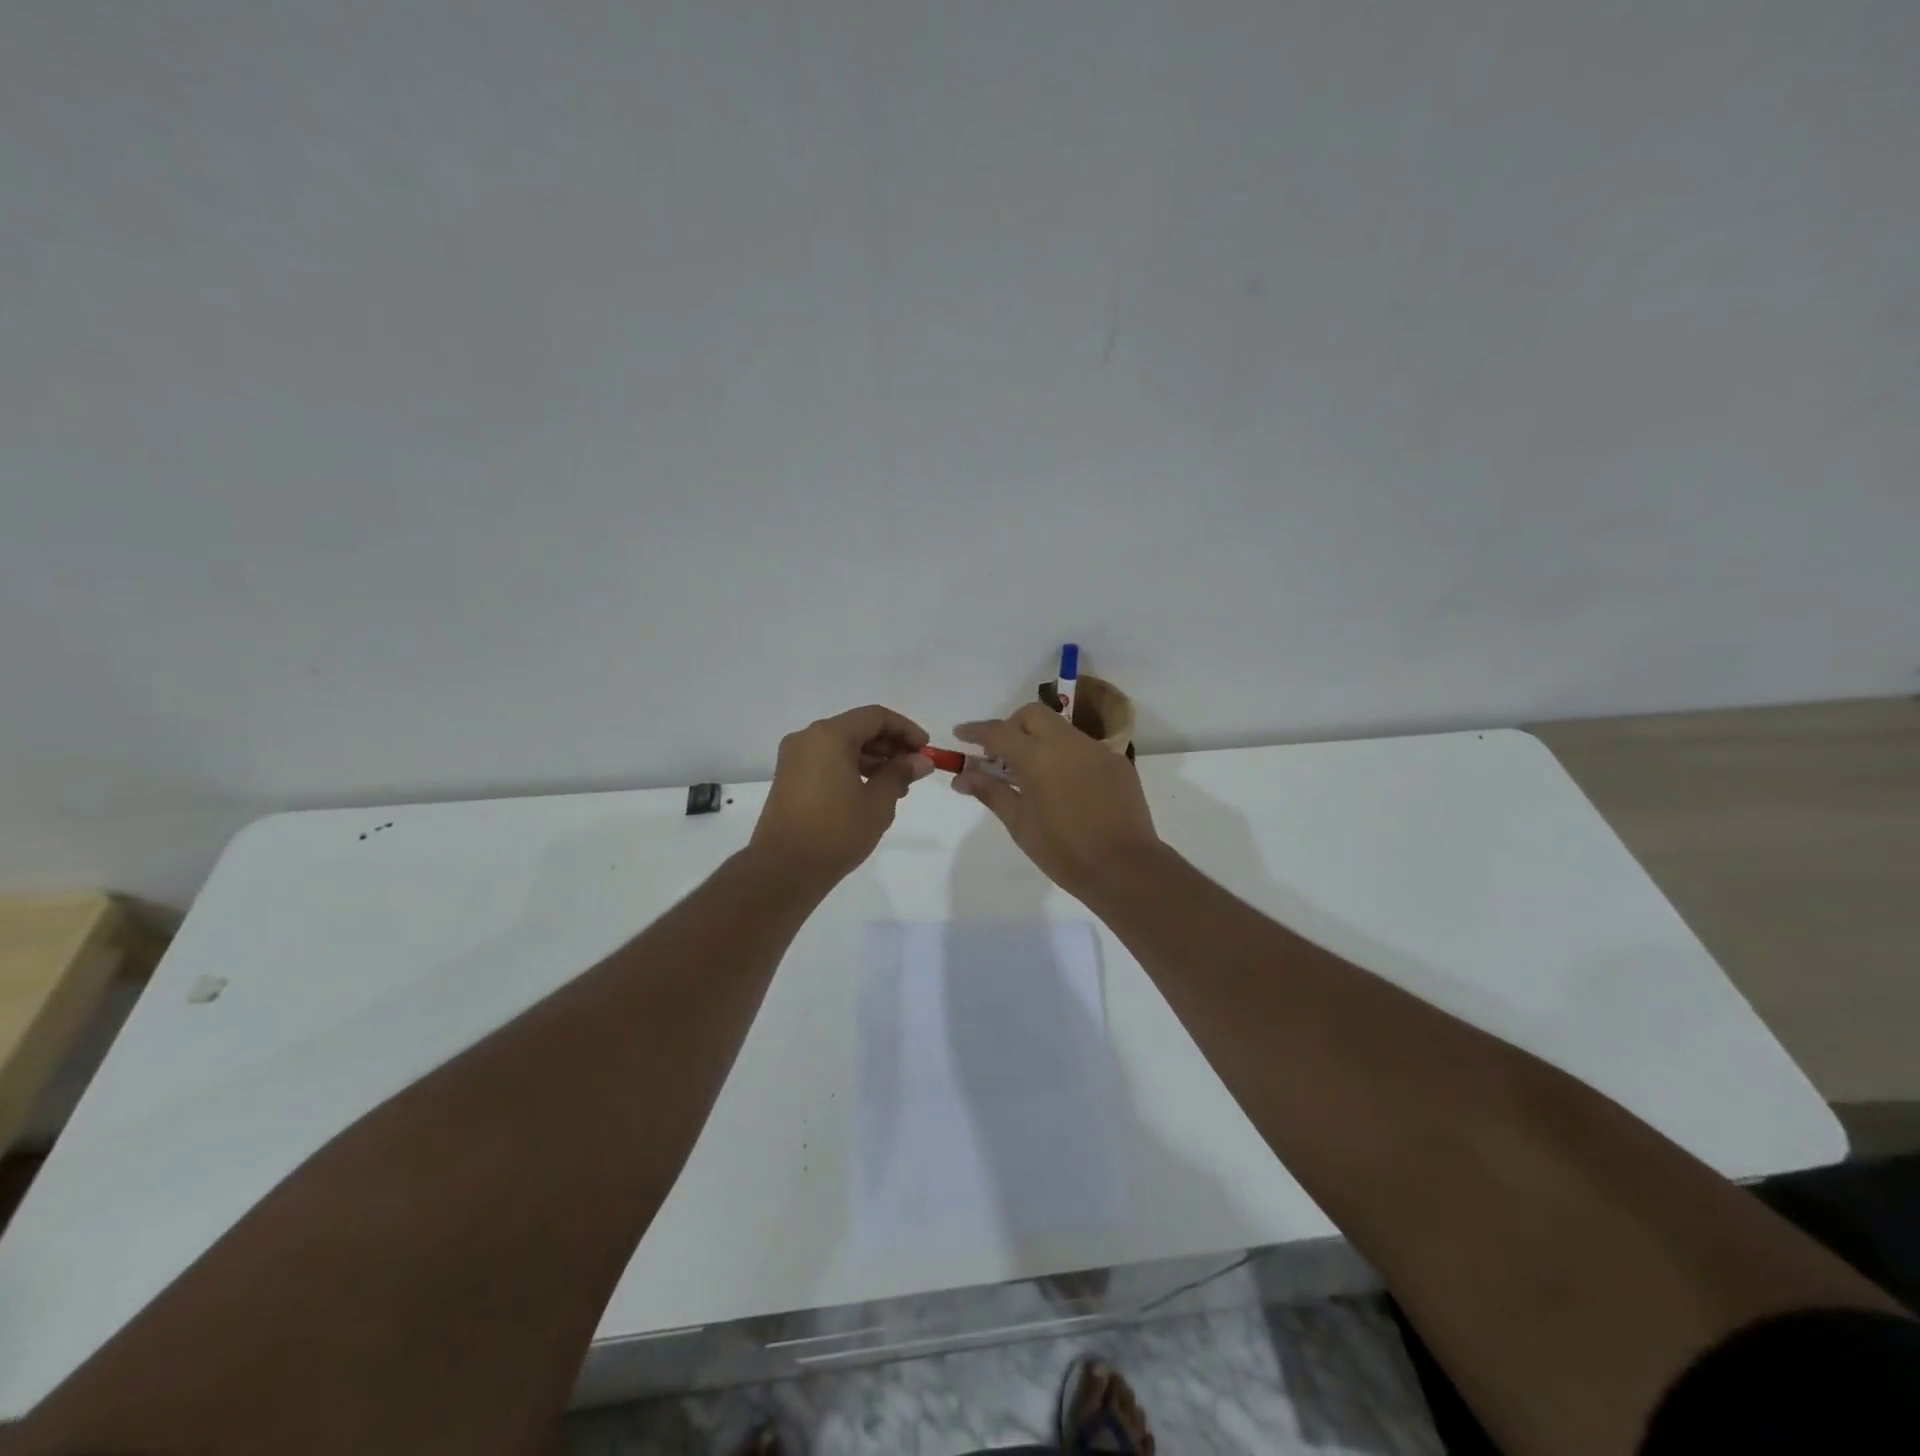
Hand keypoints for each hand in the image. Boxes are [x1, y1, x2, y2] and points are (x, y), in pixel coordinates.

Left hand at [750, 705, 932, 881]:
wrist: (783, 869)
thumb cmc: (836, 832)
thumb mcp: (878, 802)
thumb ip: (900, 774)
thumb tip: (921, 760)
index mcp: (829, 735)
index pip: (875, 717)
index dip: (906, 729)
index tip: (926, 750)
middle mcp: (808, 737)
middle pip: (857, 728)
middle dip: (889, 745)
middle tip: (914, 770)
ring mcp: (794, 757)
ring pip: (842, 745)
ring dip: (872, 759)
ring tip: (897, 786)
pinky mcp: (789, 777)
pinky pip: (827, 760)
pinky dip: (851, 767)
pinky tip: (870, 791)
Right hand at [953, 703, 1162, 900]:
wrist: (1126, 868)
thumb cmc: (1065, 852)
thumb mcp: (1020, 824)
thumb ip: (991, 792)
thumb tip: (962, 776)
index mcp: (1040, 758)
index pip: (999, 732)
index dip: (976, 731)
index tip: (960, 734)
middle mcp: (1069, 743)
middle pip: (1032, 715)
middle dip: (1011, 726)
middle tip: (1000, 756)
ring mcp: (1098, 750)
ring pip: (1060, 728)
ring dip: (1040, 740)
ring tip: (1032, 775)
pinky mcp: (1117, 763)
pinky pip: (1084, 747)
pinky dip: (1065, 756)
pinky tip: (1065, 787)